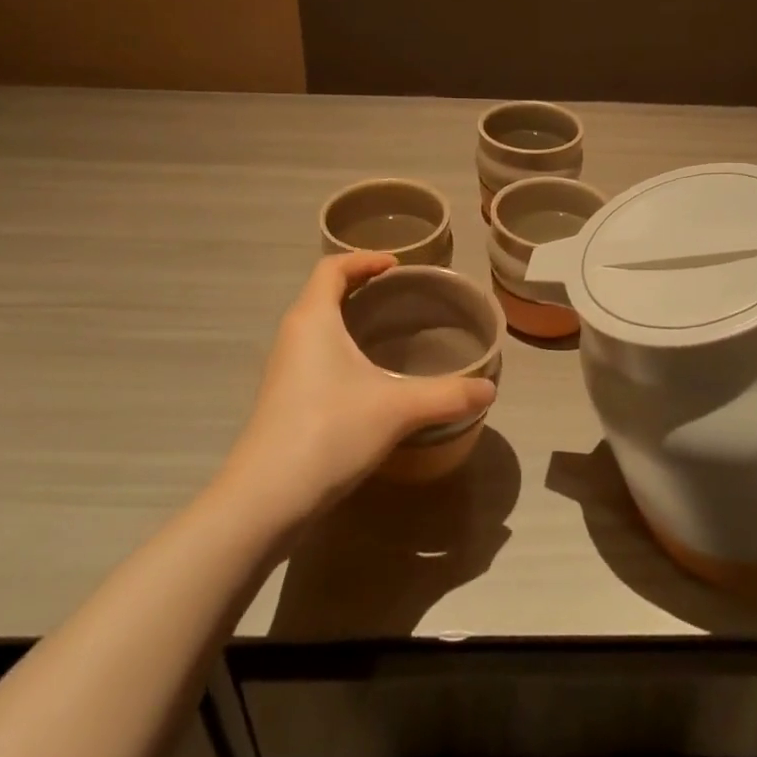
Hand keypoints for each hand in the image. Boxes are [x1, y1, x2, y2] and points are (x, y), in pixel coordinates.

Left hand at [220, 253, 496, 528]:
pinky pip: (313, 354)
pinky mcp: (283, 398)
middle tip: (400, 296)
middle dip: (360, 287)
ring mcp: (284, 368)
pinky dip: (340, 349)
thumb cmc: (330, 431)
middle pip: (323, 293)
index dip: (364, 258)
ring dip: (348, 319)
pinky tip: (367, 378)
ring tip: (388, 333)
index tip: (397, 266)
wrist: (266, 498)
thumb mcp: (398, 409)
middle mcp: (293, 335)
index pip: (332, 268)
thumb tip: (490, 389)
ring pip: (316, 326)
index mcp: (313, 319)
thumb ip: (447, 395)